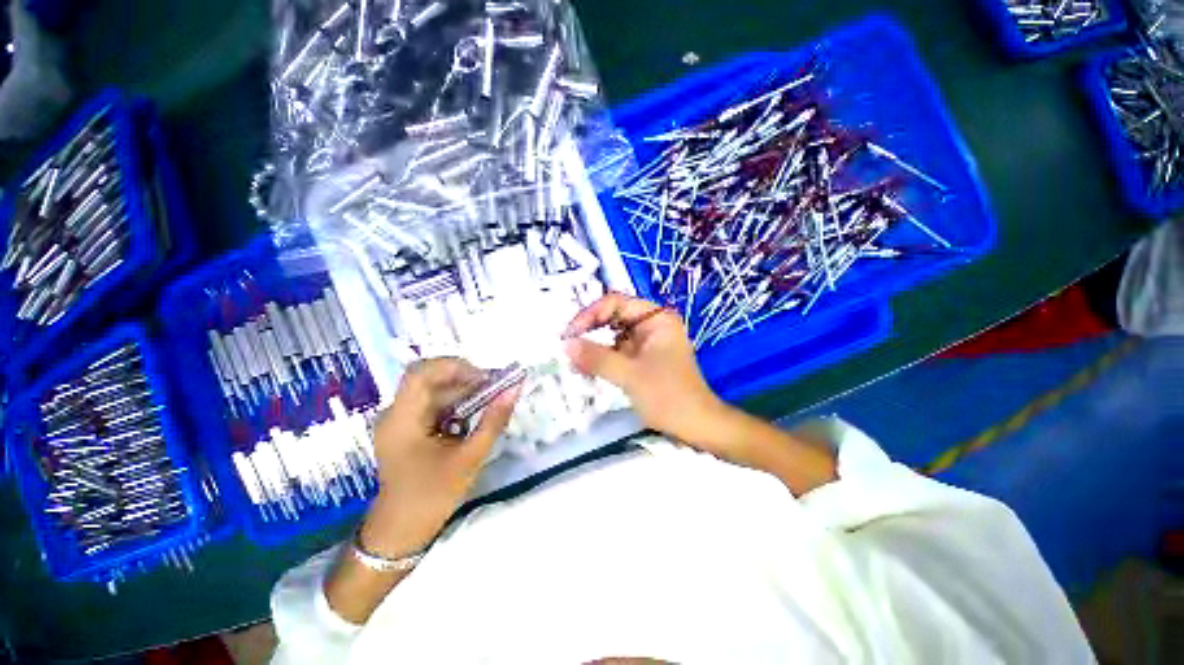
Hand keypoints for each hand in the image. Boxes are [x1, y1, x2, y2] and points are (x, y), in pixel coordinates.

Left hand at [362, 358, 518, 556]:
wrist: (402, 530)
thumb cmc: (433, 495)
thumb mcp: (470, 457)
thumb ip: (494, 420)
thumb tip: (515, 388)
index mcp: (402, 419)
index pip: (421, 373)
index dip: (455, 366)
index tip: (485, 378)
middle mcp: (395, 413)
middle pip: (428, 377)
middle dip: (463, 376)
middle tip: (492, 386)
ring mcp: (399, 419)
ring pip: (432, 388)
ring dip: (462, 388)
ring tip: (488, 398)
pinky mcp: (406, 426)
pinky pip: (432, 402)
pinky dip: (455, 401)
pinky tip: (473, 412)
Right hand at [563, 293, 730, 451]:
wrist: (695, 427)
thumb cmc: (668, 396)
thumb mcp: (630, 375)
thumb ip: (597, 358)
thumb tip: (565, 345)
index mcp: (656, 318)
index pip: (616, 303)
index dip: (590, 314)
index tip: (569, 333)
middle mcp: (651, 324)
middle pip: (613, 317)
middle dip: (589, 330)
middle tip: (567, 345)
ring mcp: (647, 342)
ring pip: (612, 335)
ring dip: (593, 346)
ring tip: (573, 360)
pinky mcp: (642, 359)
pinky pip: (616, 351)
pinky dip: (601, 358)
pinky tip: (585, 369)